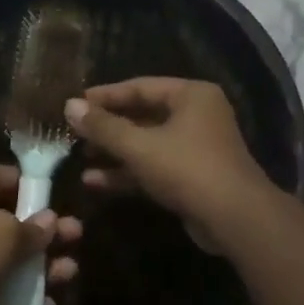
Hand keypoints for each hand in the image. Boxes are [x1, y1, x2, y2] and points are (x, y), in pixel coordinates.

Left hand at [0, 163, 81, 304]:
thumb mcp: (0, 232)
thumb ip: (30, 228)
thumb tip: (51, 220)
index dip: (24, 180)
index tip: (53, 191)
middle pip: (14, 225)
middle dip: (46, 230)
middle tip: (75, 235)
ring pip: (17, 266)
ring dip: (45, 268)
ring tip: (68, 272)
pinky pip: (9, 302)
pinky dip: (30, 304)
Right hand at [64, 78, 276, 254]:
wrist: (234, 218)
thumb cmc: (187, 169)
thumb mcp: (139, 146)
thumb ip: (103, 126)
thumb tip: (69, 105)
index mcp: (191, 95)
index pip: (140, 87)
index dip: (105, 96)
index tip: (75, 104)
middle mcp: (196, 115)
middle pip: (143, 115)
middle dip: (108, 127)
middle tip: (74, 133)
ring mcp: (196, 147)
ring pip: (147, 144)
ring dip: (115, 152)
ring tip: (80, 159)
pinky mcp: (192, 176)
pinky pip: (154, 167)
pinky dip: (129, 172)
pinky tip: (96, 182)